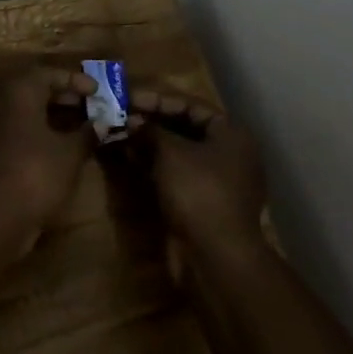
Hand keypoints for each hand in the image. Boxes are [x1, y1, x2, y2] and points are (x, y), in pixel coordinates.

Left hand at [0, 67, 96, 240]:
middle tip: (93, 108)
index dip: (75, 80)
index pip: (49, 74)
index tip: (98, 91)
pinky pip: (23, 133)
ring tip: (85, 129)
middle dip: (67, 99)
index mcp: (21, 94)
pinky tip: (65, 150)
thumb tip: (102, 123)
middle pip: (37, 92)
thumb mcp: (70, 153)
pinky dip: (44, 135)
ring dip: (57, 118)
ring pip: (30, 114)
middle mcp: (4, 105)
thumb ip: (88, 133)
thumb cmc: (37, 173)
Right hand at [131, 90, 266, 260]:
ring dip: (151, 143)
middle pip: (186, 127)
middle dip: (153, 122)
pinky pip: (179, 173)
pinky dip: (157, 165)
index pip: (190, 105)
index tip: (128, 98)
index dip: (157, 100)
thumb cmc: (198, 191)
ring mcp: (220, 180)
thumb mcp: (170, 153)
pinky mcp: (206, 201)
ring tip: (121, 134)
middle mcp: (230, 152)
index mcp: (231, 133)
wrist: (217, 255)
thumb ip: (151, 131)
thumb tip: (132, 120)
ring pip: (181, 152)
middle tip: (122, 116)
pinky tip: (132, 159)